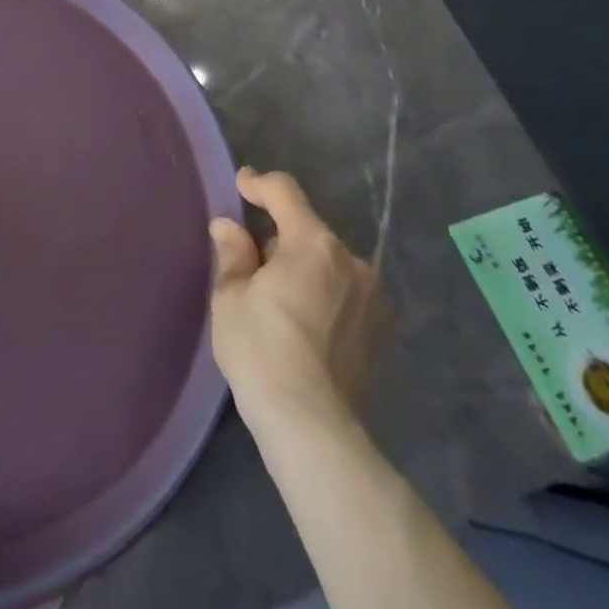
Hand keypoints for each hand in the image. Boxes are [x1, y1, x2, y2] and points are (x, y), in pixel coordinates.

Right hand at [210, 166, 379, 431]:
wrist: (311, 425)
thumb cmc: (261, 349)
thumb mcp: (231, 296)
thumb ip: (233, 253)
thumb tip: (228, 226)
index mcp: (313, 244)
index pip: (285, 193)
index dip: (259, 184)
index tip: (241, 185)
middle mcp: (351, 261)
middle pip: (307, 230)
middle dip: (279, 238)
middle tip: (250, 265)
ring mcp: (372, 297)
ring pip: (327, 263)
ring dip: (302, 267)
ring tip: (277, 300)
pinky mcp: (380, 330)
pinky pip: (343, 292)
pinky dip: (322, 293)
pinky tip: (302, 323)